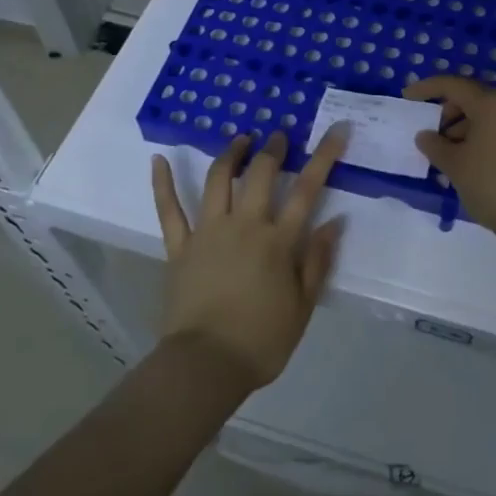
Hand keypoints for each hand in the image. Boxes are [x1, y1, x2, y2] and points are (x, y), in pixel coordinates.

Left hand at [150, 129, 345, 392]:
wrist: (205, 365)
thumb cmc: (261, 341)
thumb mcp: (303, 307)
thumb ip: (317, 262)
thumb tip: (334, 222)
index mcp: (278, 241)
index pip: (307, 189)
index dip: (324, 156)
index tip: (337, 129)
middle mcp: (244, 225)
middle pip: (261, 174)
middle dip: (273, 148)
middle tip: (279, 135)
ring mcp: (208, 232)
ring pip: (219, 180)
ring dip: (231, 154)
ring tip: (241, 139)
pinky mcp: (179, 247)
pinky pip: (169, 210)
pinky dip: (162, 183)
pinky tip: (158, 159)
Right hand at [403, 76, 495, 238]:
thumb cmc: (490, 184)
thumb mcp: (454, 165)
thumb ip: (434, 145)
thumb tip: (425, 136)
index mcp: (491, 103)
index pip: (453, 85)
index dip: (427, 88)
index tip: (407, 97)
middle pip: (470, 97)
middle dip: (445, 111)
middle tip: (428, 132)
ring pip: (483, 114)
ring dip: (460, 126)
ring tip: (443, 153)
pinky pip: (495, 127)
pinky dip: (476, 135)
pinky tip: (463, 158)